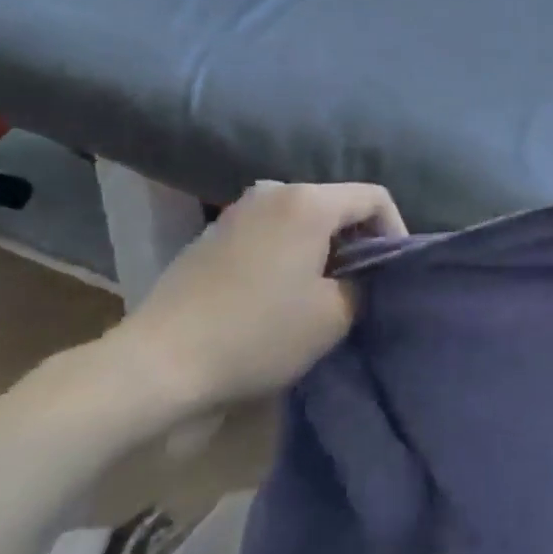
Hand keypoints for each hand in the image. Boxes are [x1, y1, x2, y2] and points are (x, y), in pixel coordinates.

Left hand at [109, 181, 405, 416]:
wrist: (157, 363)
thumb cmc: (257, 334)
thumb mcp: (333, 317)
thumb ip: (364, 284)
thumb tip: (362, 276)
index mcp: (308, 201)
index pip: (374, 198)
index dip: (395, 230)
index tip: (393, 271)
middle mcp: (275, 190)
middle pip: (337, 204)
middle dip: (358, 240)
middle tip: (363, 284)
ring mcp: (239, 210)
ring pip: (303, 218)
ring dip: (323, 247)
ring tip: (324, 290)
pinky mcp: (214, 234)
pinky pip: (271, 231)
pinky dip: (290, 252)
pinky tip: (281, 292)